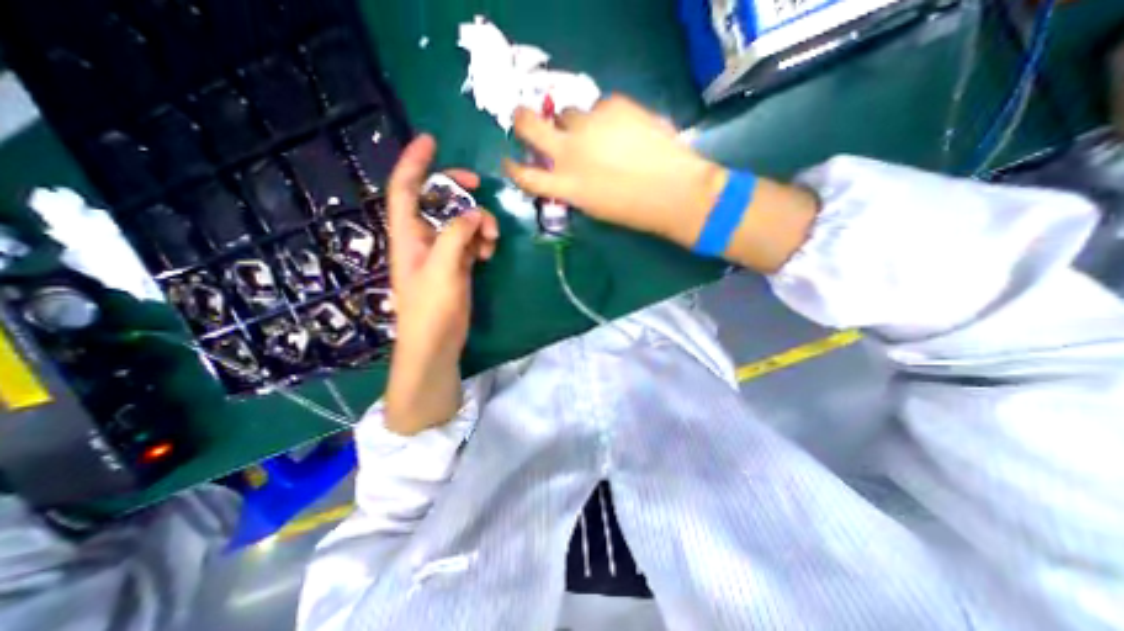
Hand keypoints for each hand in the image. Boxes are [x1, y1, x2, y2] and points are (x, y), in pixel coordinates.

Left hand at [385, 136, 498, 434]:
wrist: (436, 343)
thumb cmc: (431, 308)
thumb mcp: (442, 268)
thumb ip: (456, 235)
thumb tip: (475, 214)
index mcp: (408, 234)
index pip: (406, 189)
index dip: (415, 163)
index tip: (430, 140)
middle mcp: (422, 238)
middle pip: (437, 201)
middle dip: (458, 191)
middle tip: (479, 188)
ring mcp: (441, 252)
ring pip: (459, 221)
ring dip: (477, 222)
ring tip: (492, 238)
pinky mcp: (457, 265)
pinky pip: (470, 241)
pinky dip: (481, 240)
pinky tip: (490, 251)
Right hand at [506, 94, 823, 271]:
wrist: (674, 191)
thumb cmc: (633, 210)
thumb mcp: (593, 205)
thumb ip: (572, 187)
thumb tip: (564, 171)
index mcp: (565, 186)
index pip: (524, 174)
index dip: (512, 166)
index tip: (509, 160)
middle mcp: (569, 151)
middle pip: (528, 123)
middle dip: (521, 120)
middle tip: (525, 120)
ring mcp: (589, 125)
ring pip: (566, 112)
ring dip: (572, 122)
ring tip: (594, 133)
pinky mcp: (614, 106)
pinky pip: (599, 106)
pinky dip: (604, 117)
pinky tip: (622, 129)